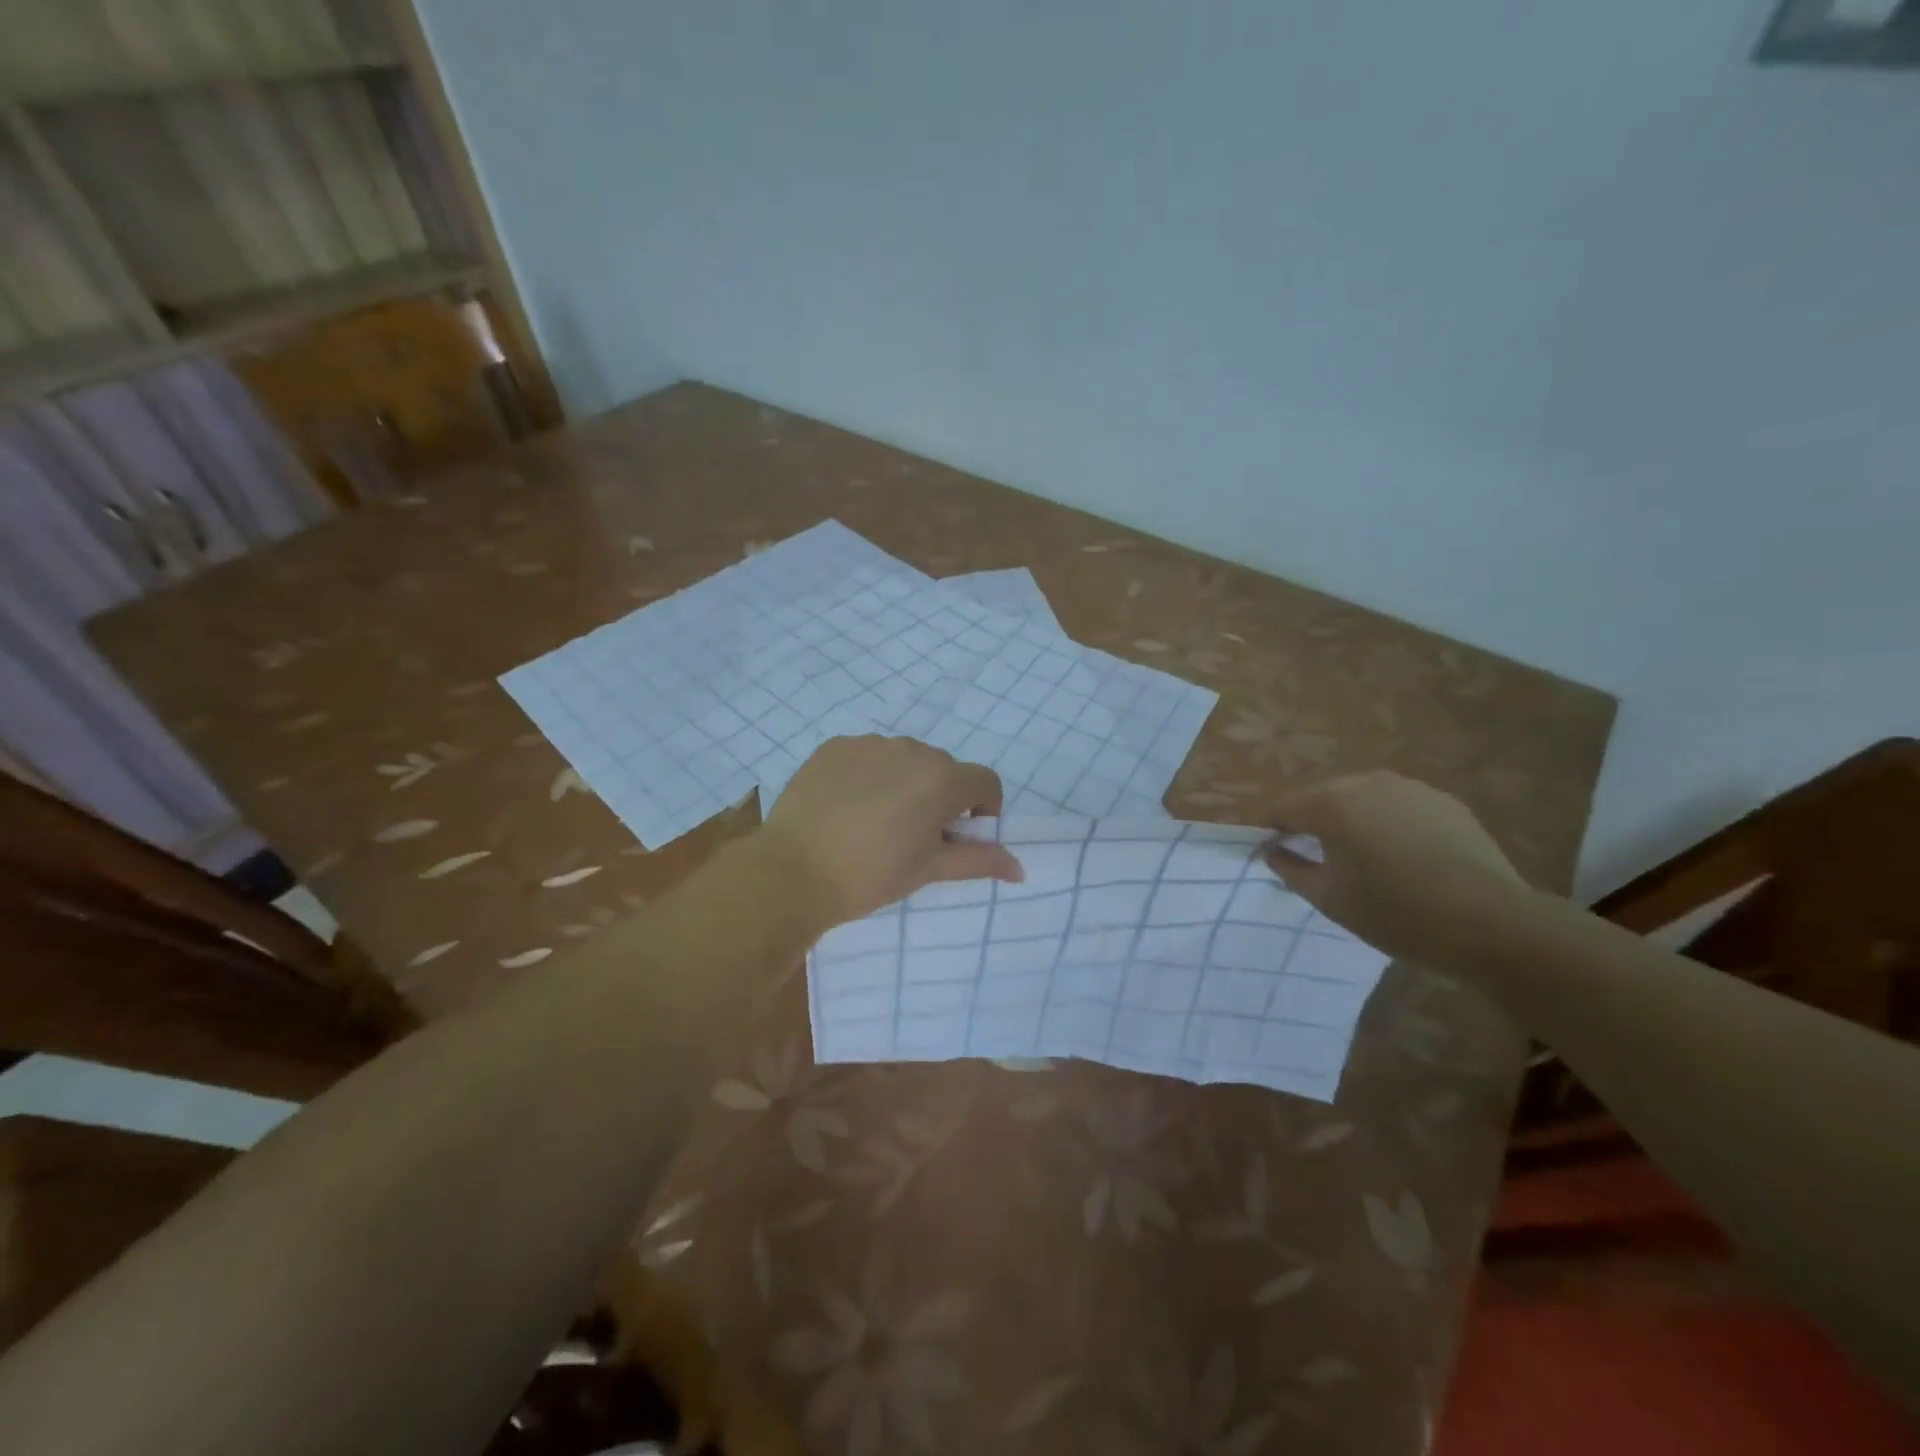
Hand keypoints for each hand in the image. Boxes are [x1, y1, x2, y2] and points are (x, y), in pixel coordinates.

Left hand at [759, 736, 1023, 929]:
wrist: (792, 872)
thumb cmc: (870, 876)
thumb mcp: (929, 870)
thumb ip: (979, 861)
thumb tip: (1020, 868)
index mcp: (941, 779)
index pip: (985, 782)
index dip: (983, 810)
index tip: (960, 836)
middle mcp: (911, 750)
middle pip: (944, 769)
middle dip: (941, 797)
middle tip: (915, 836)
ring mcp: (869, 743)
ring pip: (905, 759)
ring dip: (905, 783)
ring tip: (876, 821)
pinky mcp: (834, 746)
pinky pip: (867, 756)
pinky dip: (869, 775)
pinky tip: (847, 807)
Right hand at [1265, 771, 1530, 962]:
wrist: (1491, 924)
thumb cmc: (1395, 913)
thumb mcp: (1329, 899)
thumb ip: (1290, 869)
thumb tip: (1273, 851)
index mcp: (1329, 804)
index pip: (1283, 807)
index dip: (1275, 830)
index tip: (1282, 856)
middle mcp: (1364, 783)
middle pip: (1321, 796)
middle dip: (1314, 821)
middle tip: (1324, 860)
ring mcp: (1408, 787)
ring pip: (1361, 796)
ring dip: (1353, 818)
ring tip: (1367, 857)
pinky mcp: (1443, 800)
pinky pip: (1398, 805)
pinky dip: (1390, 822)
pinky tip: (1406, 855)